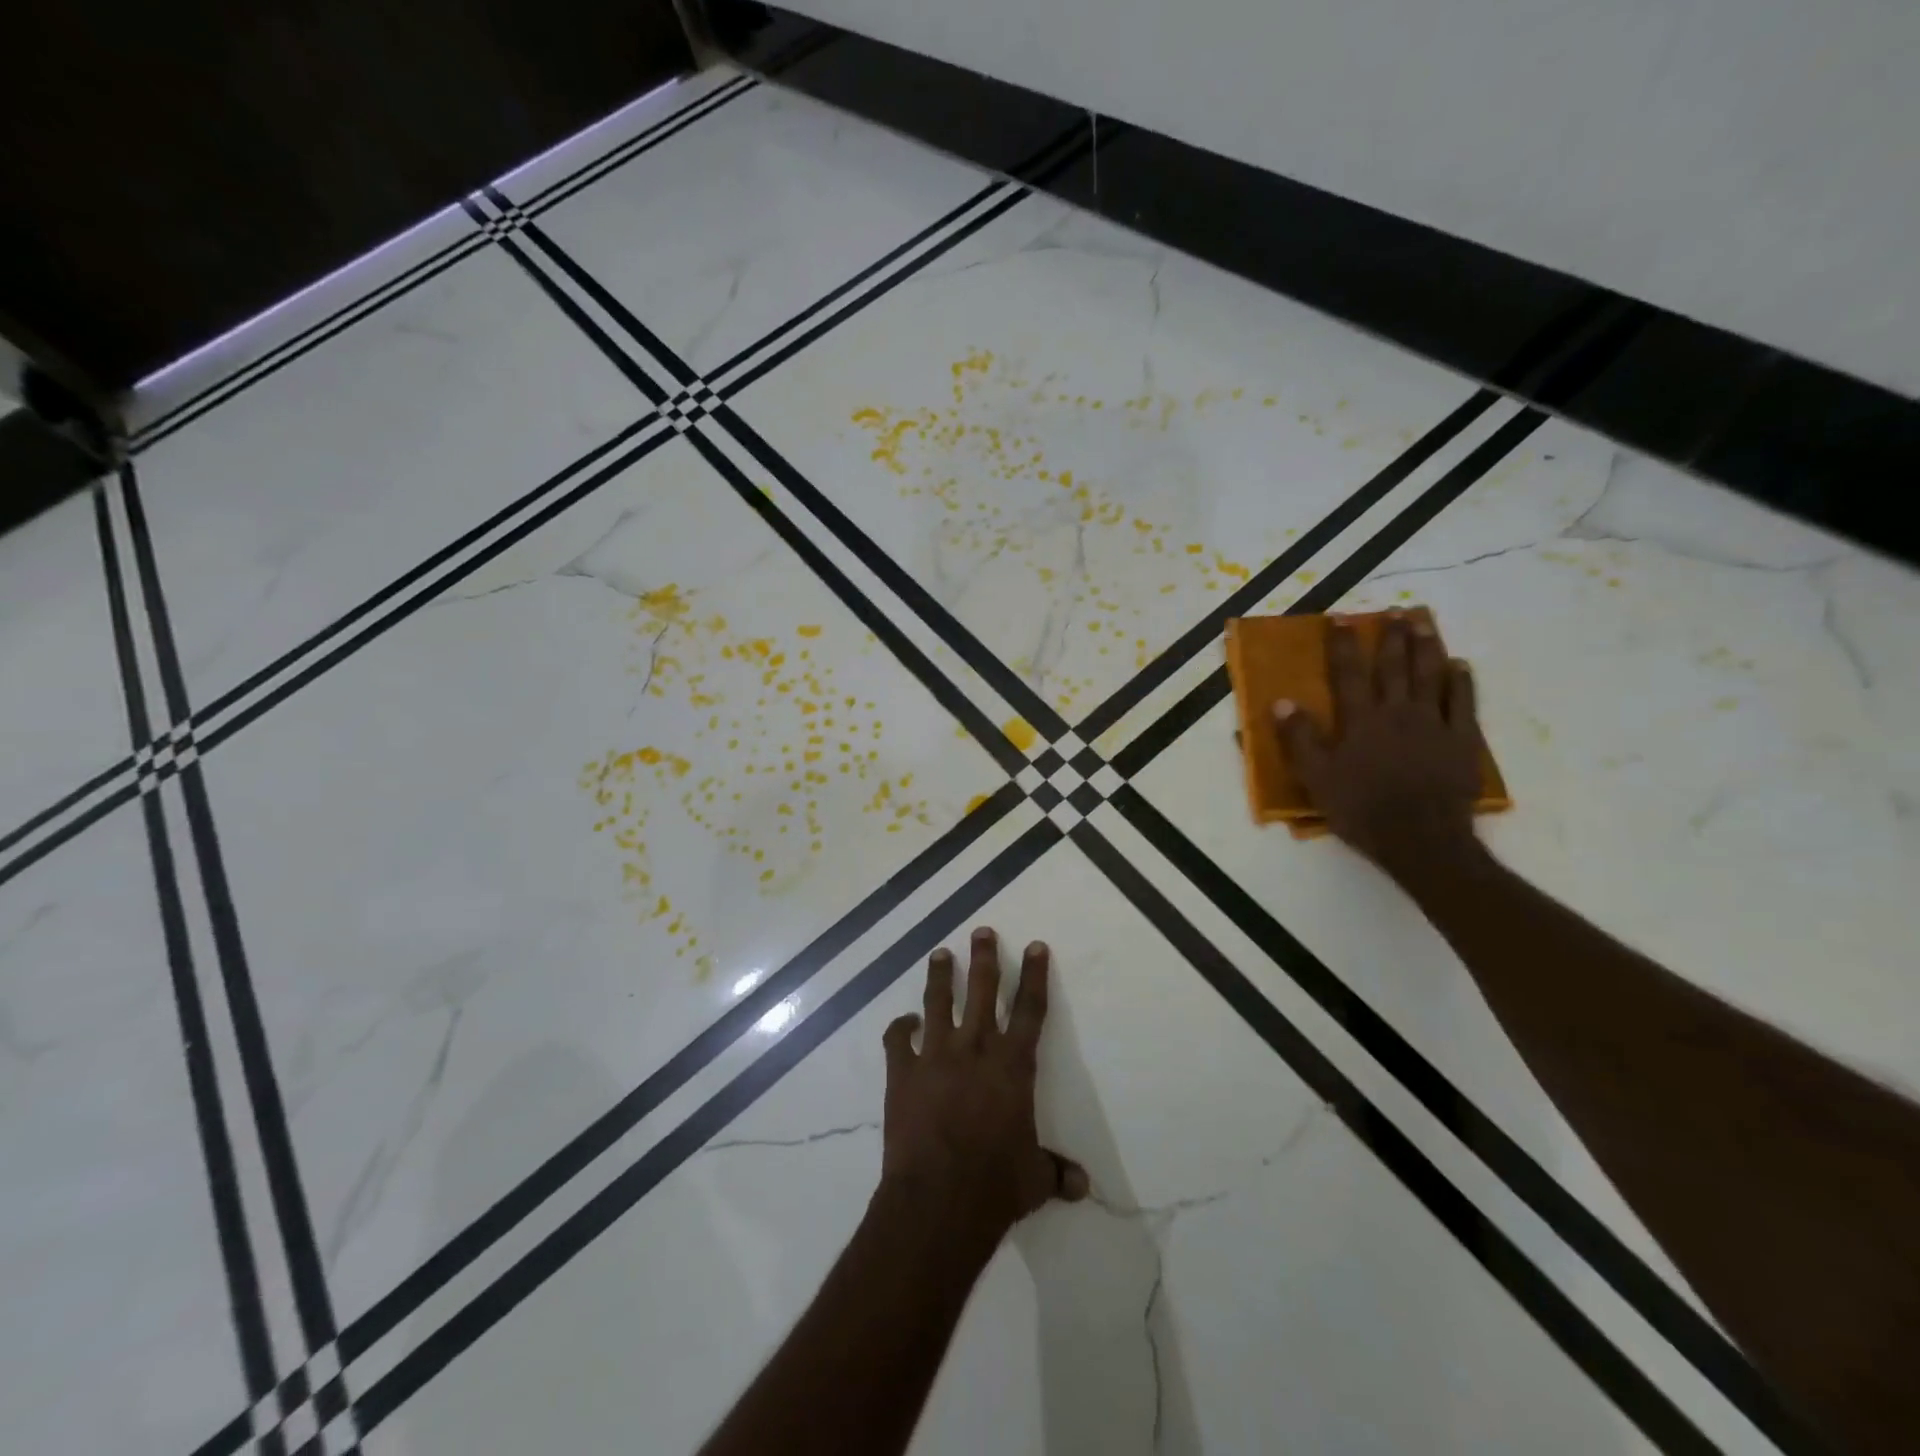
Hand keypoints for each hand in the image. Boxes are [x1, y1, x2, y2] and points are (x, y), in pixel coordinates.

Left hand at [879, 927, 1087, 1243]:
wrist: (938, 1199)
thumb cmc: (995, 1185)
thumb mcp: (1034, 1178)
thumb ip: (1055, 1171)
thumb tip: (1082, 1185)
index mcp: (1012, 1066)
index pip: (1029, 1009)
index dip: (1034, 975)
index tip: (1035, 945)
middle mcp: (975, 1049)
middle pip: (982, 990)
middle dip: (984, 957)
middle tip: (982, 931)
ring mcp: (935, 1056)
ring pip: (939, 1002)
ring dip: (941, 976)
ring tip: (940, 953)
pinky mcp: (902, 1072)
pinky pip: (897, 1039)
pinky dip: (899, 1027)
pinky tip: (904, 1021)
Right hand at [1275, 612, 1483, 876]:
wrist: (1420, 839)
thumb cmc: (1360, 809)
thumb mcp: (1316, 778)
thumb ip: (1299, 739)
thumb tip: (1282, 702)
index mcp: (1360, 720)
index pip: (1348, 673)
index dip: (1343, 644)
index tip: (1341, 618)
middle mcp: (1397, 712)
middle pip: (1394, 666)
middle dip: (1392, 636)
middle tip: (1395, 610)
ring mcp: (1434, 724)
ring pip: (1431, 675)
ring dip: (1427, 646)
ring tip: (1424, 623)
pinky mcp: (1462, 740)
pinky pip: (1464, 703)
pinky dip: (1462, 681)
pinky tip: (1461, 666)